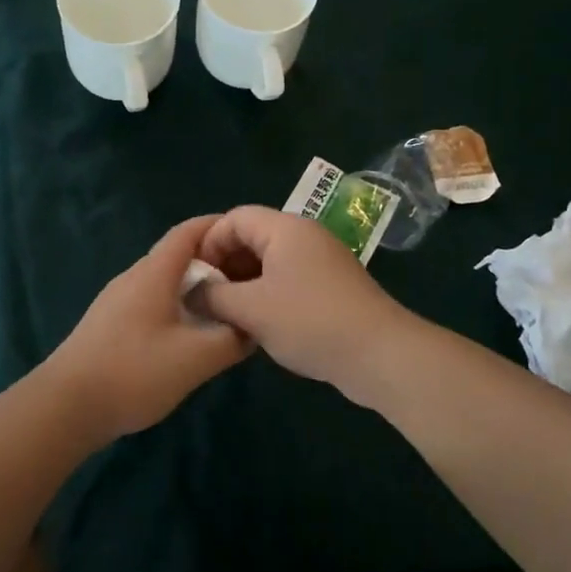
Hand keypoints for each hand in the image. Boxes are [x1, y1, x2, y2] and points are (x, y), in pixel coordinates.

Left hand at [44, 215, 252, 440]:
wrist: (66, 406)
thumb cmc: (134, 372)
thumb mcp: (195, 358)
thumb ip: (231, 339)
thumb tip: (252, 326)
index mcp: (153, 273)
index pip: (189, 232)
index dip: (220, 227)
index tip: (251, 238)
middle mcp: (134, 278)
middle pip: (178, 256)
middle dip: (215, 262)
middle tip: (248, 282)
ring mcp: (117, 301)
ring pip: (165, 283)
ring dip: (196, 289)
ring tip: (226, 310)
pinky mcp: (110, 325)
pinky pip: (152, 303)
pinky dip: (178, 308)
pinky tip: (191, 337)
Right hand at [195, 206, 414, 390]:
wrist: (379, 353)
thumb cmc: (309, 321)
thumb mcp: (250, 309)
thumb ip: (213, 296)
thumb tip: (191, 293)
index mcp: (285, 229)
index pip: (234, 218)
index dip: (208, 243)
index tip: (194, 277)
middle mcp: (305, 236)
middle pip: (253, 237)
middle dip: (225, 264)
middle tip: (207, 298)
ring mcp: (322, 261)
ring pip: (270, 262)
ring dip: (245, 283)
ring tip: (227, 314)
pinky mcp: (333, 287)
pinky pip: (289, 280)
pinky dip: (268, 295)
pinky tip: (258, 324)